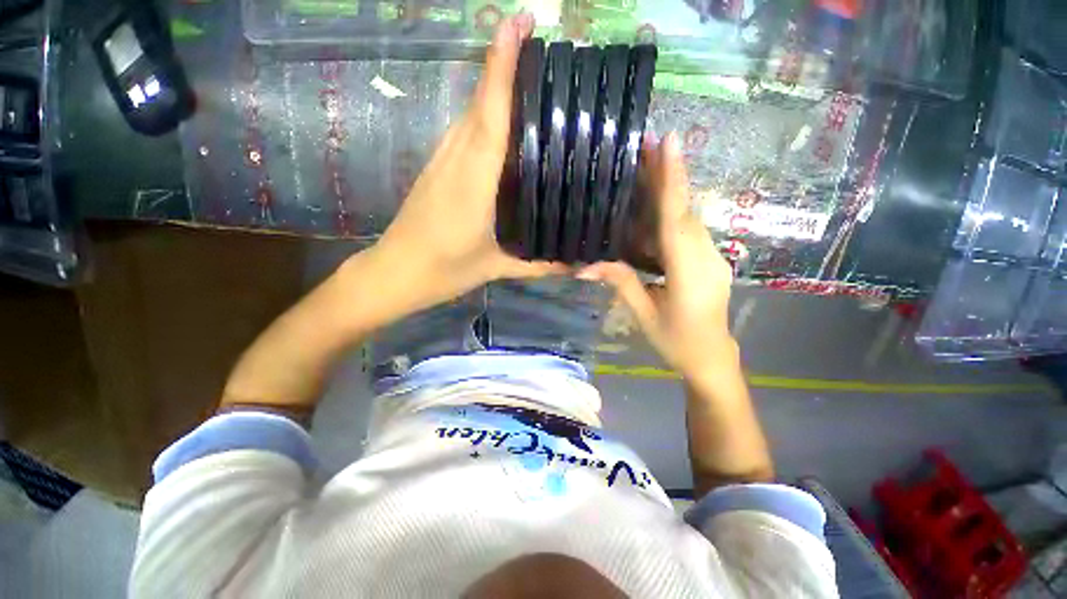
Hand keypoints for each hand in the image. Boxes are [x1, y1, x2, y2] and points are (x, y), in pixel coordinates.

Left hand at [370, 14, 564, 313]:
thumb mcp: (495, 268)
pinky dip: (482, 117)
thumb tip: (574, 265)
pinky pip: (463, 134)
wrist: (396, 272)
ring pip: (469, 114)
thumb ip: (537, 265)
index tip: (520, 22)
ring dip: (493, 89)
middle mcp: (456, 159)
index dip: (502, 64)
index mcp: (473, 179)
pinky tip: (502, 126)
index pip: (490, 112)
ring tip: (529, 81)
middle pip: (480, 102)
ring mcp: (441, 162)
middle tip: (543, 49)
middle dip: (505, 66)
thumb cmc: (444, 270)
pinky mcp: (435, 170)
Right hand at [578, 133, 736, 377]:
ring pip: (689, 217)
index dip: (672, 181)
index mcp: (689, 272)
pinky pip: (689, 230)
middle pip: (686, 210)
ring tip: (648, 166)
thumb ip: (620, 284)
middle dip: (669, 175)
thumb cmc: (677, 342)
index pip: (676, 220)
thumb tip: (584, 266)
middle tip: (649, 143)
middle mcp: (707, 256)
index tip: (670, 142)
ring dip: (671, 190)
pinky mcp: (710, 259)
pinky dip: (673, 212)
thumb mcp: (644, 315)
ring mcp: (712, 256)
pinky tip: (655, 204)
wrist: (713, 358)